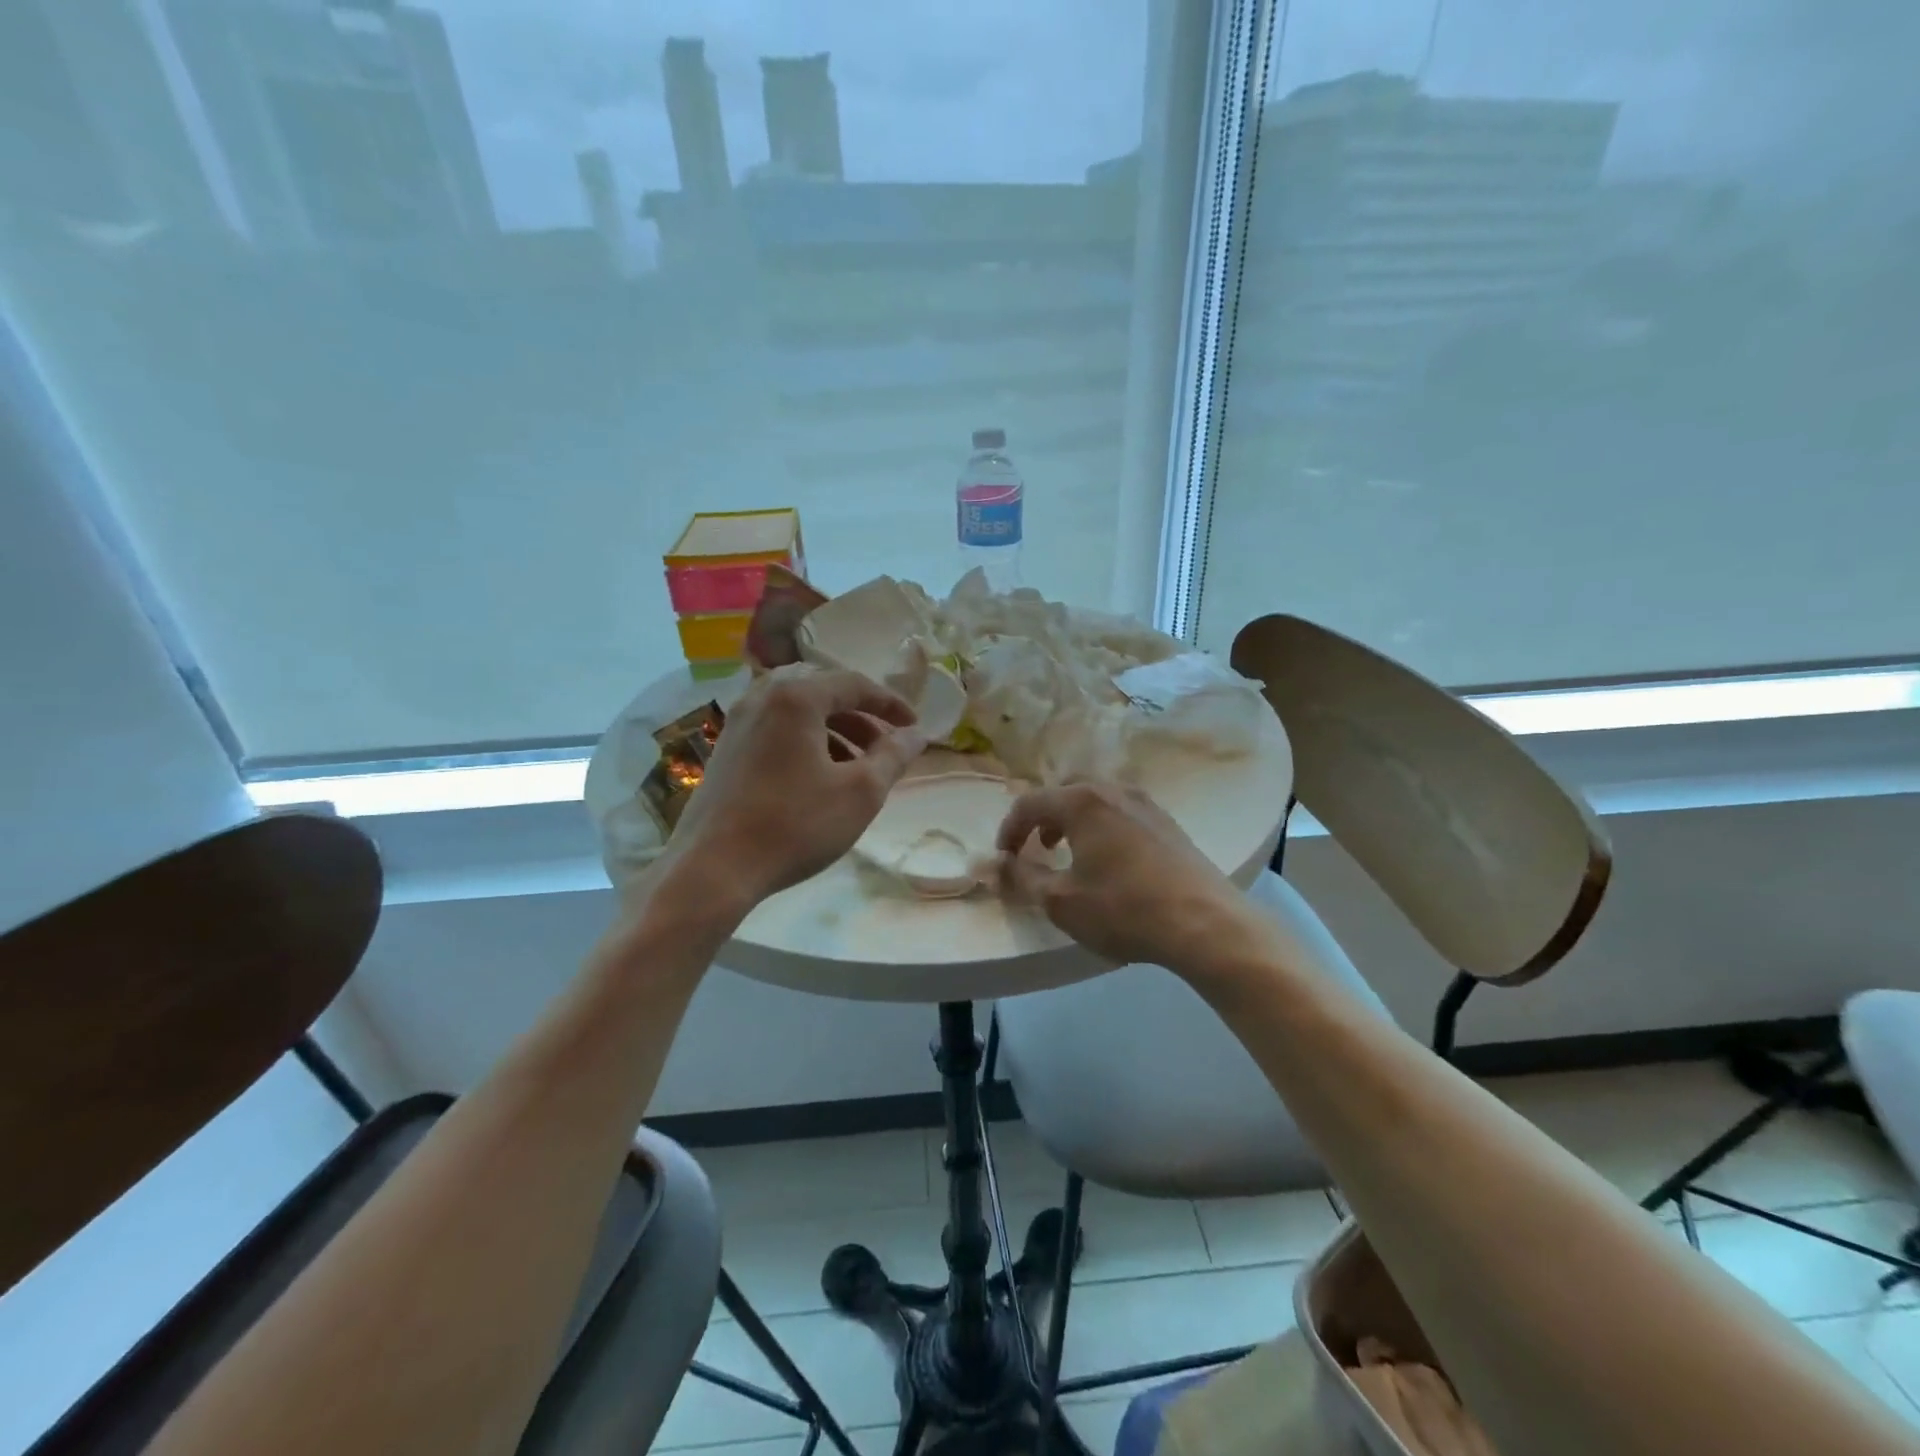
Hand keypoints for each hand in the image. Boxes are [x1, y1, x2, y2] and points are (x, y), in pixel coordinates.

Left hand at [663, 666, 925, 915]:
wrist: (713, 869)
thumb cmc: (795, 825)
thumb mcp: (860, 793)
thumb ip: (893, 756)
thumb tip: (917, 734)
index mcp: (796, 697)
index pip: (854, 684)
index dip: (890, 704)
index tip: (914, 727)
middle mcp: (761, 697)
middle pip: (823, 693)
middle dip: (860, 717)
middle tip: (885, 746)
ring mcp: (737, 723)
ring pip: (798, 713)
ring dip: (834, 731)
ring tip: (857, 767)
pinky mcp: (724, 750)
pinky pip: (775, 730)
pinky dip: (806, 742)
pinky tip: (818, 779)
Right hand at [997, 782, 1265, 971]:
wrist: (1206, 923)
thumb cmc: (1123, 909)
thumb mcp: (1061, 902)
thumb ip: (1023, 878)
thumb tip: (999, 864)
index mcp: (1081, 802)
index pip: (1030, 803)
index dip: (1010, 830)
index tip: (1004, 858)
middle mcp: (1113, 790)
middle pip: (1065, 792)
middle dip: (1043, 818)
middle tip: (1037, 848)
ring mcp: (1146, 803)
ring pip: (1096, 800)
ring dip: (1074, 821)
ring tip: (1071, 854)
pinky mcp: (1168, 823)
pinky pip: (1121, 813)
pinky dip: (1102, 827)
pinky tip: (1110, 862)